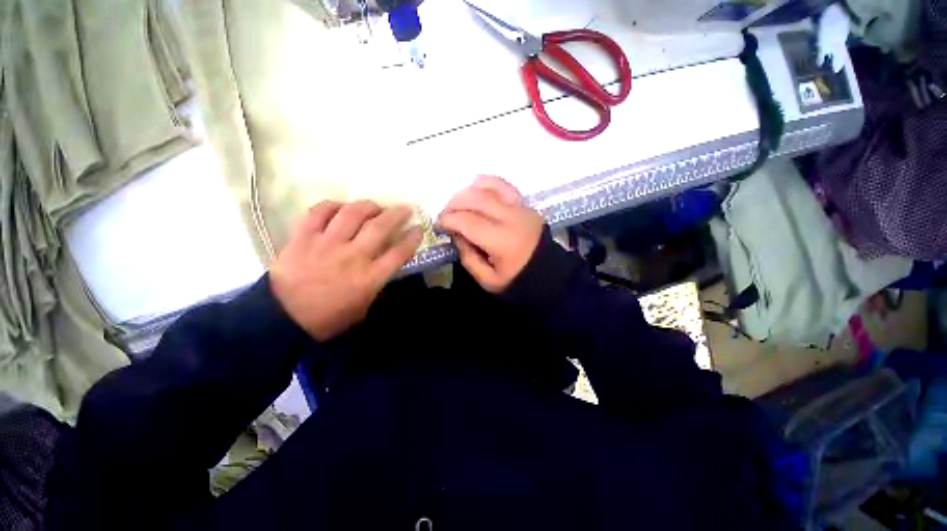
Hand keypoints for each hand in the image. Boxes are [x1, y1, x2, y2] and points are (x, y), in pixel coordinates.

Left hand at [270, 200, 422, 340]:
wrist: (282, 320)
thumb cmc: (328, 319)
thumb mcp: (364, 309)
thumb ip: (378, 286)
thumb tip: (386, 267)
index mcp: (370, 278)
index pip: (399, 252)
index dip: (413, 238)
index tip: (419, 228)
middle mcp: (353, 256)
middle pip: (380, 227)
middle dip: (397, 214)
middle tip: (404, 209)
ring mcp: (327, 244)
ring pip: (353, 214)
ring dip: (369, 206)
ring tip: (375, 207)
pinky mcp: (303, 238)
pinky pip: (319, 212)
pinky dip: (332, 205)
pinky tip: (341, 208)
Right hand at [438, 176, 544, 292]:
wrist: (550, 274)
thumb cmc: (518, 280)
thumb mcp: (488, 280)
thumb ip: (468, 257)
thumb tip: (456, 234)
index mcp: (502, 240)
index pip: (467, 221)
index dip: (448, 220)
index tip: (438, 226)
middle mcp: (511, 218)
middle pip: (475, 199)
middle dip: (453, 204)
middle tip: (445, 216)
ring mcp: (520, 207)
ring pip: (488, 187)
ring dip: (467, 192)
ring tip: (458, 204)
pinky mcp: (525, 204)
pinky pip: (504, 185)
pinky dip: (487, 183)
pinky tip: (476, 188)